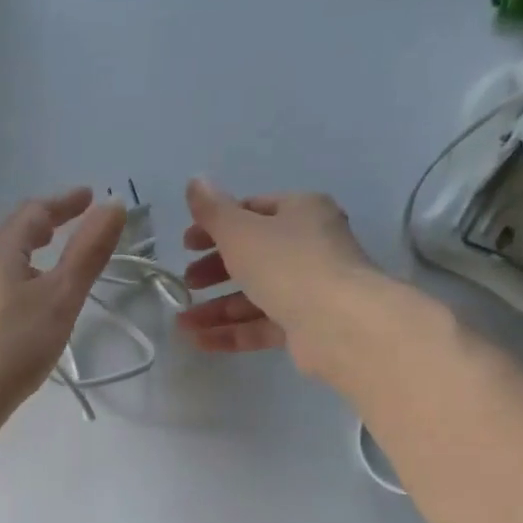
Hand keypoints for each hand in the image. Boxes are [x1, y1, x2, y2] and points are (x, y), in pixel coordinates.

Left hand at [0, 187, 125, 429]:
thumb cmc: (14, 344)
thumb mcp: (60, 297)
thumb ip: (87, 252)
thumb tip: (113, 204)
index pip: (36, 211)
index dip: (66, 203)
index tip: (90, 197)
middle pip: (11, 232)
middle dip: (41, 226)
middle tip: (67, 226)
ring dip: (26, 254)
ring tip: (50, 267)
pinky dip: (14, 279)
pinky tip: (23, 305)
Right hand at [177, 178, 404, 387]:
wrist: (339, 323)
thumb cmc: (287, 264)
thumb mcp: (241, 232)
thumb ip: (213, 211)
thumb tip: (194, 181)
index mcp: (301, 212)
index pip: (252, 211)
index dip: (215, 226)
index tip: (186, 245)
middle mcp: (309, 246)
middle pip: (252, 255)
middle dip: (214, 271)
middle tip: (188, 282)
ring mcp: (309, 289)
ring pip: (254, 295)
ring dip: (216, 308)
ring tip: (183, 322)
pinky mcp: (306, 326)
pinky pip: (261, 325)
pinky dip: (231, 332)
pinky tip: (199, 341)